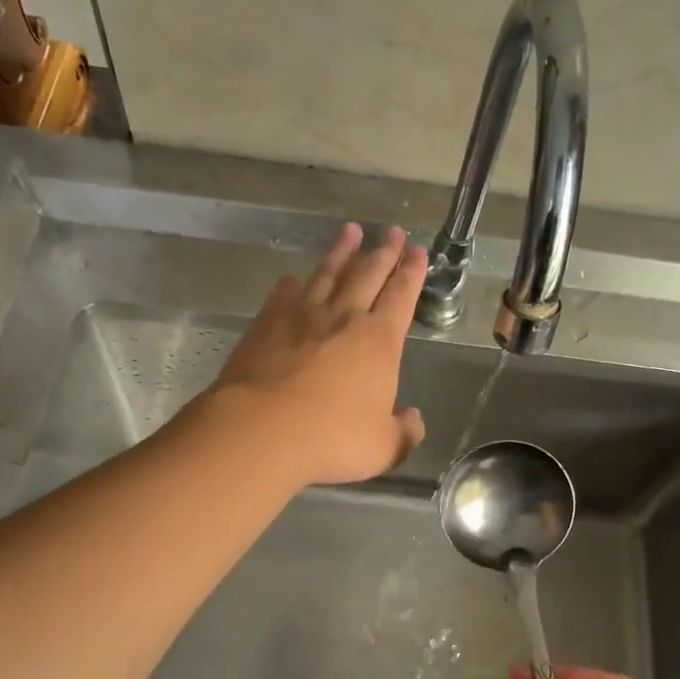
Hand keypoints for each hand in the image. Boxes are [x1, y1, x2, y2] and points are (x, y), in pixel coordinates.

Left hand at [209, 222, 427, 486]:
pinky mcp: (266, 324)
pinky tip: (291, 278)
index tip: (418, 251)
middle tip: (393, 230)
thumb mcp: (383, 447)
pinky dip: (291, 284)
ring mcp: (301, 316)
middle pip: (367, 274)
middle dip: (383, 251)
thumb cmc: (331, 439)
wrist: (261, 429)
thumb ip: (404, 432)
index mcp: (379, 342)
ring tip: (350, 231)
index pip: (402, 296)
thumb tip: (413, 420)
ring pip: (326, 274)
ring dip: (340, 252)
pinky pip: (283, 295)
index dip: (412, 273)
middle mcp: (344, 318)